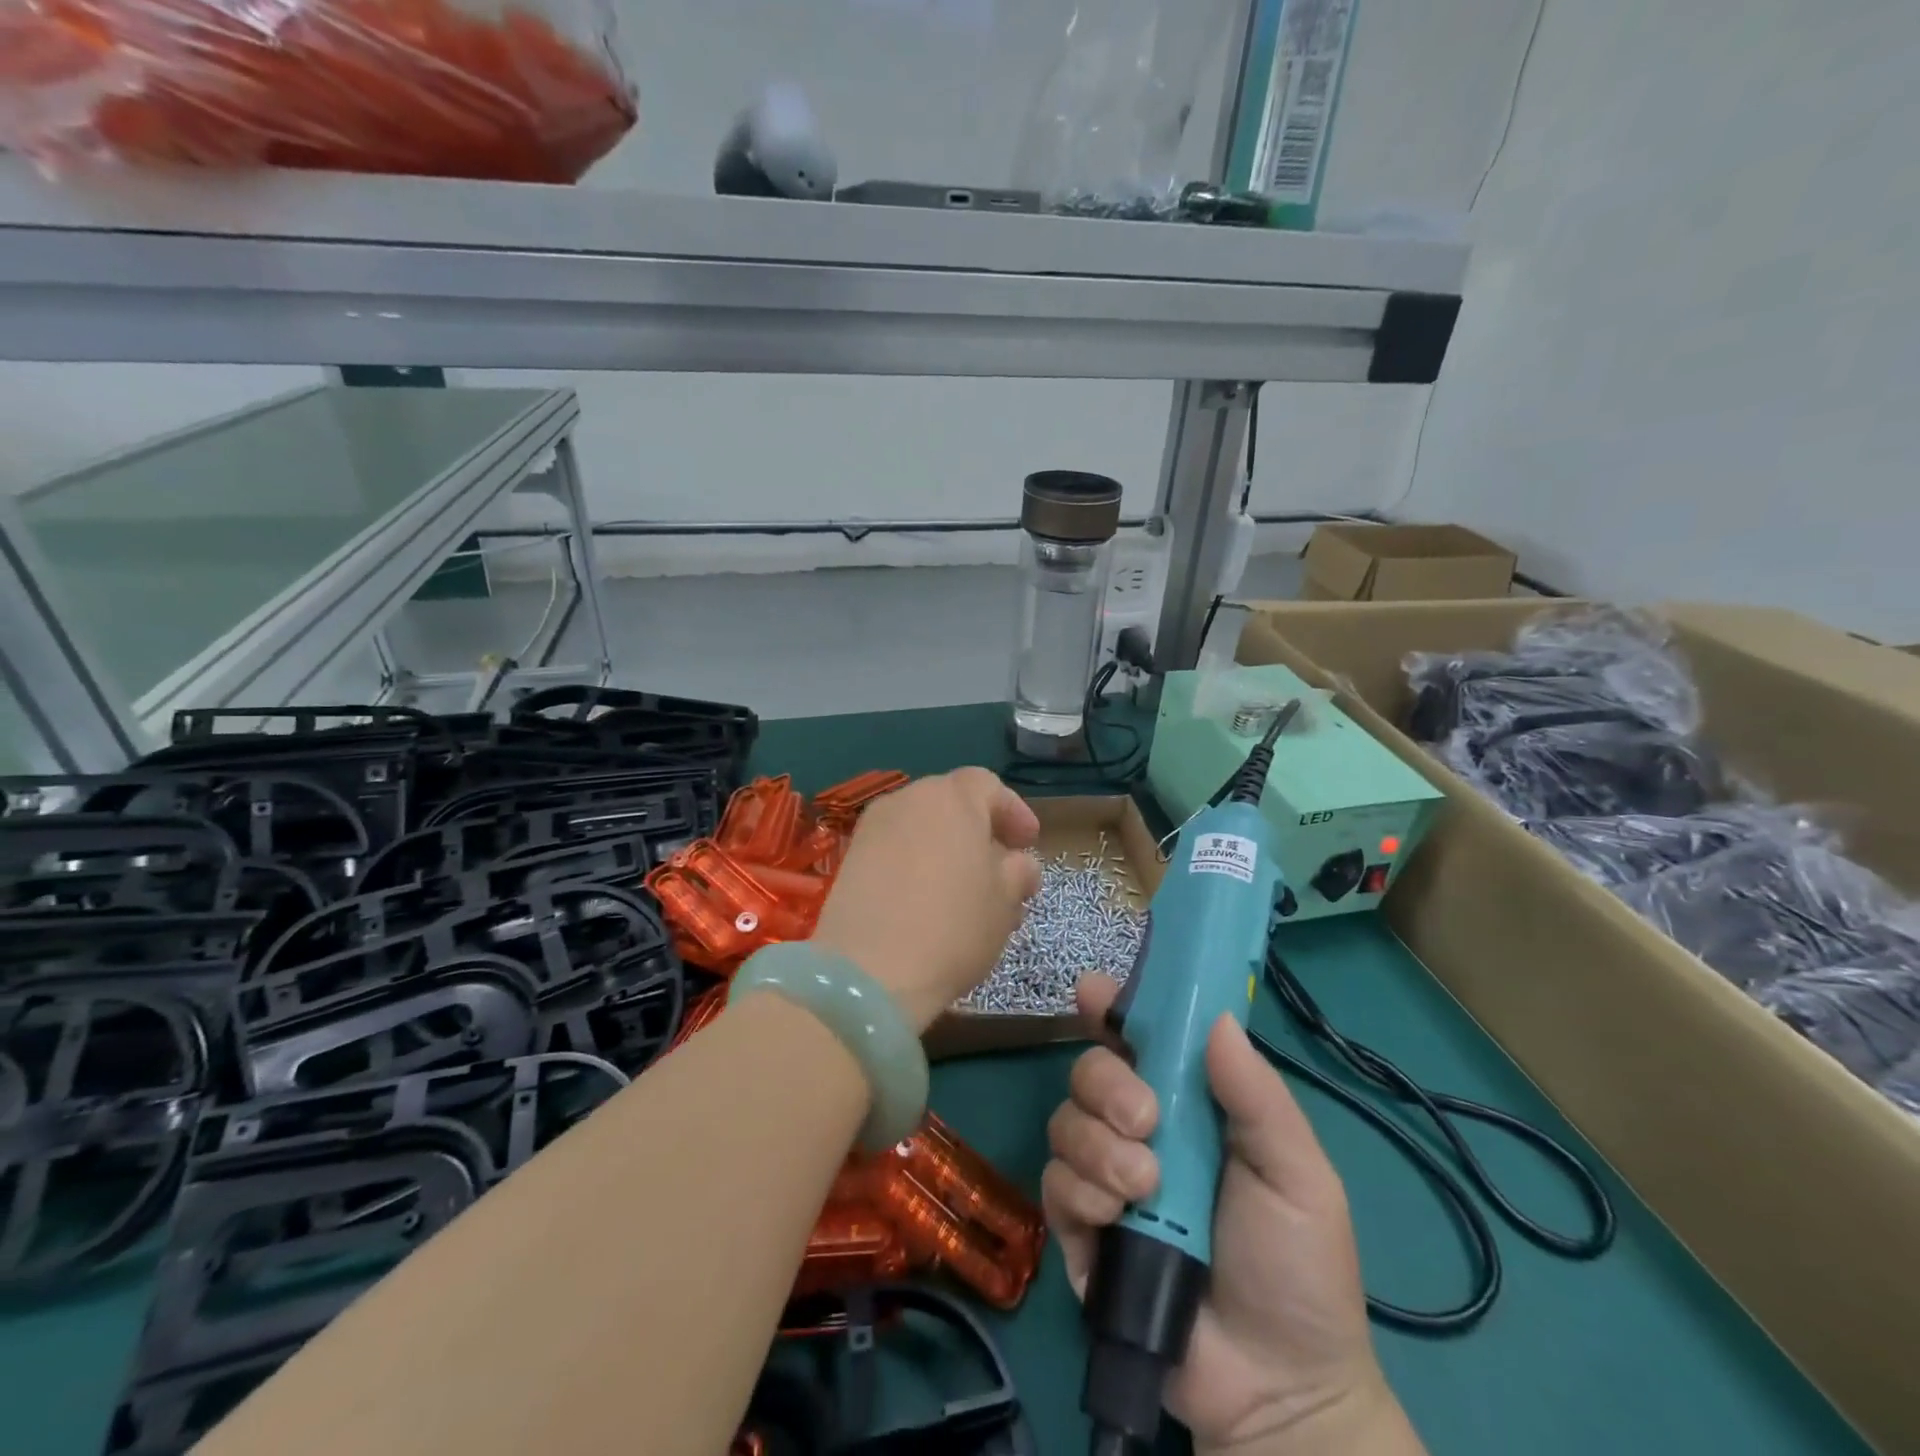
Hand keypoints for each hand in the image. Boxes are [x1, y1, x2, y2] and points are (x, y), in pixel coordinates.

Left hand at [811, 768, 1041, 1031]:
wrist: (868, 970)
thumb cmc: (953, 925)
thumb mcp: (1004, 902)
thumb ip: (1018, 872)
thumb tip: (1018, 864)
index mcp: (952, 797)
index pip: (988, 785)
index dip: (1012, 812)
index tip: (1028, 844)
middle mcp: (908, 799)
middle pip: (951, 802)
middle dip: (979, 831)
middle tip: (1000, 869)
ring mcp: (873, 827)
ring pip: (921, 827)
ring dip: (947, 849)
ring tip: (966, 893)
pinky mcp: (850, 858)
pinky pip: (895, 848)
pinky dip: (916, 864)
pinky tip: (927, 902)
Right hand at [1043, 977, 1414, 1455]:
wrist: (1278, 1392)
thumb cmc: (1298, 1268)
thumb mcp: (1297, 1173)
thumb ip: (1257, 1095)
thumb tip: (1217, 1016)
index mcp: (1189, 1105)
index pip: (1141, 1038)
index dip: (1113, 1008)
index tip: (1093, 993)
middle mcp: (1139, 1130)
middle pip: (1090, 1070)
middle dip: (1107, 1085)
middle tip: (1146, 1122)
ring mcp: (1106, 1178)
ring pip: (1065, 1123)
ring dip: (1099, 1147)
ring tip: (1145, 1189)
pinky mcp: (1080, 1230)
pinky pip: (1054, 1184)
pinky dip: (1080, 1192)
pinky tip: (1113, 1220)